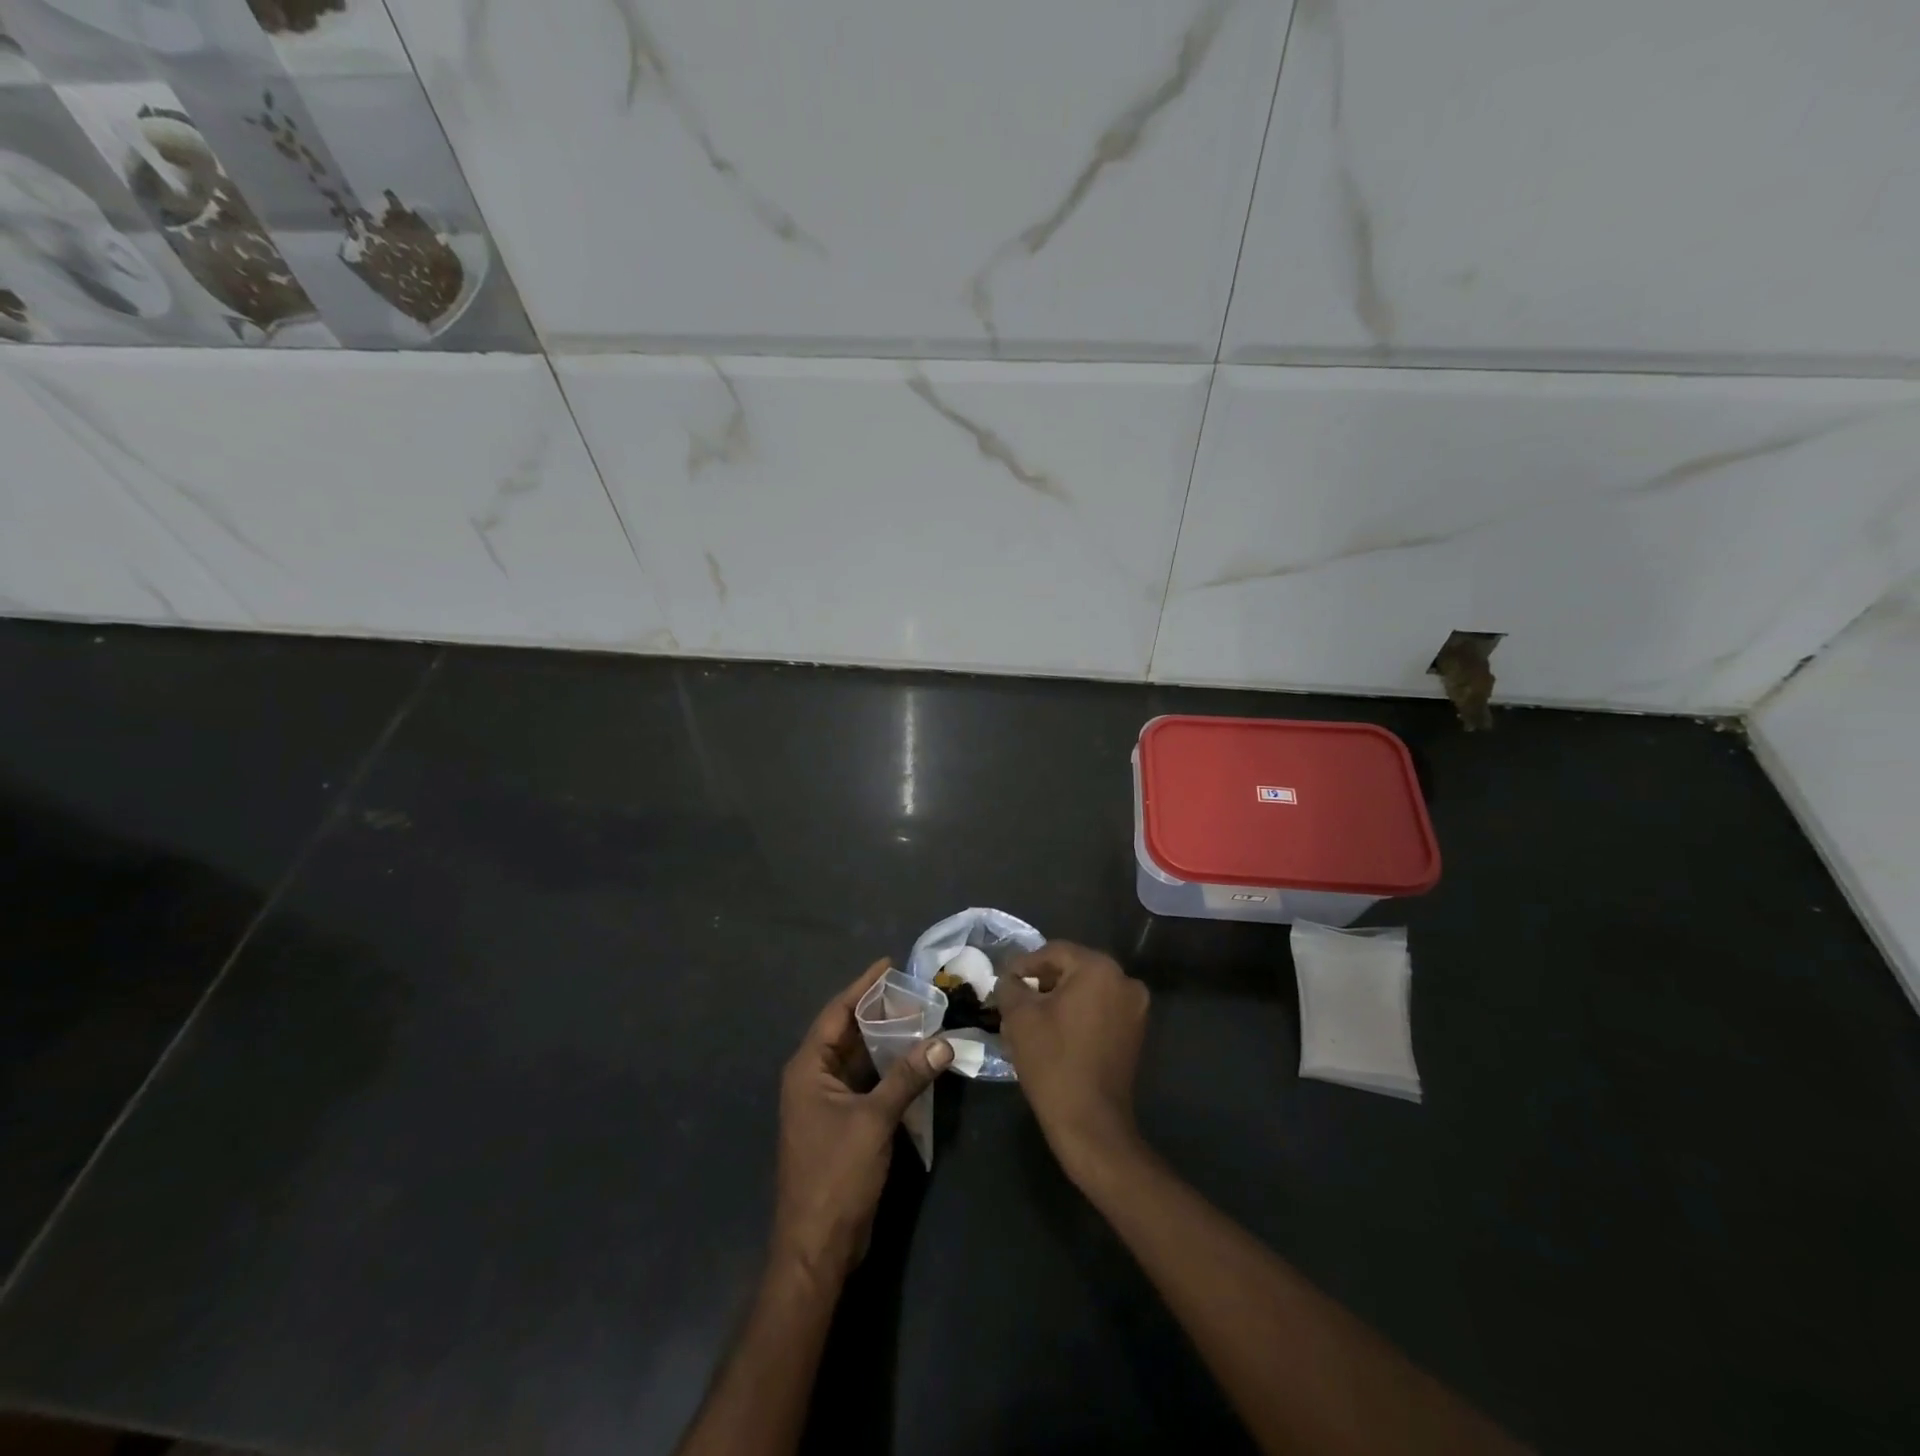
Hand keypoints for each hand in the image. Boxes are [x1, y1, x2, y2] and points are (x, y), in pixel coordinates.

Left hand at [773, 958, 952, 1287]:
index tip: (890, 963)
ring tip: (922, 1016)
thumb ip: (908, 1077)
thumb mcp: (874, 1121)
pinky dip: (889, 1069)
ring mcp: (827, 1102)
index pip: (837, 1013)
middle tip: (916, 989)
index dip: (863, 987)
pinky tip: (915, 1059)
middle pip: (848, 1032)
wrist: (818, 1246)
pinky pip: (866, 1082)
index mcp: (808, 1068)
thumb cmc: (836, 1175)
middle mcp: (814, 1078)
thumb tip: (943, 1042)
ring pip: (860, 1058)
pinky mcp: (843, 1123)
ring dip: (887, 1040)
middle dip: (880, 1011)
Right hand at [996, 941, 1150, 1185]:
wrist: (1090, 1122)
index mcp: (1099, 968)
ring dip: (1060, 998)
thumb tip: (1009, 978)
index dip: (1025, 964)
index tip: (1004, 980)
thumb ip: (1010, 986)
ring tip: (1032, 1016)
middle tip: (1016, 997)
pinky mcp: (1136, 1032)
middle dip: (1043, 980)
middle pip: (1073, 968)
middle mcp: (1124, 980)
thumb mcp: (1019, 1017)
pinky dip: (1079, 1013)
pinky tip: (1056, 1031)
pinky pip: (1101, 1009)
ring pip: (1088, 989)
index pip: (1054, 952)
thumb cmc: (1052, 1062)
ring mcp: (1135, 1008)